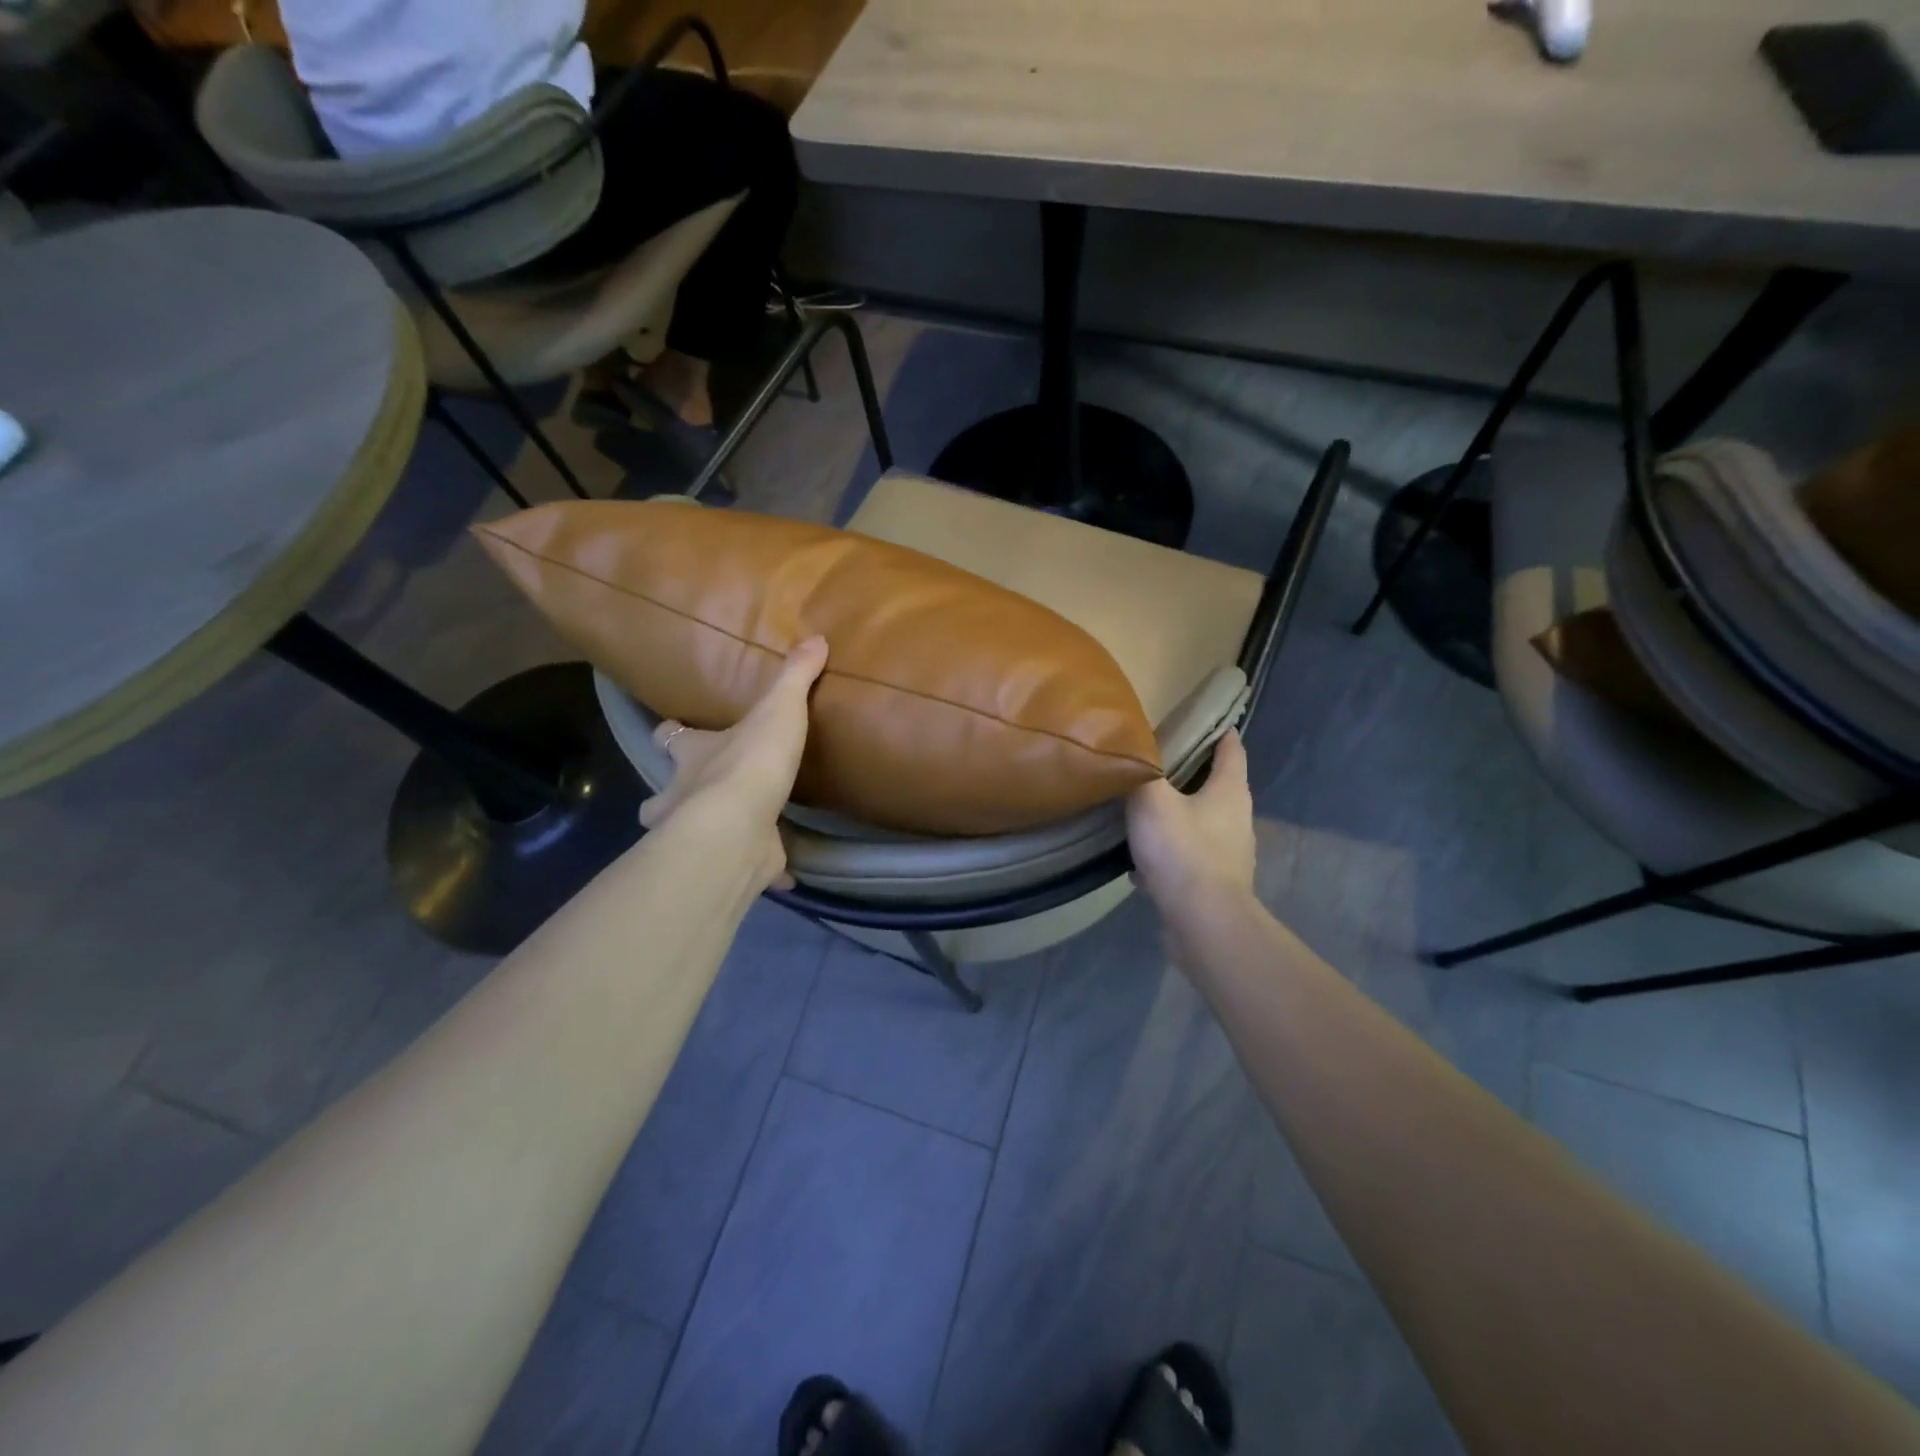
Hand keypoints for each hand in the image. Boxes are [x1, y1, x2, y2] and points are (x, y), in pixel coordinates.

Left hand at [637, 637, 827, 889]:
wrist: (739, 828)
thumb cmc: (750, 761)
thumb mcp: (778, 708)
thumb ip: (795, 676)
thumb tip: (815, 637)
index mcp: (692, 755)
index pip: (669, 739)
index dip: (670, 734)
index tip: (670, 731)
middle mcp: (684, 796)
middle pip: (662, 796)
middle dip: (672, 797)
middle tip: (698, 794)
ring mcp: (703, 836)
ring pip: (691, 837)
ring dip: (709, 835)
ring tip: (738, 833)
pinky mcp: (735, 863)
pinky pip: (749, 867)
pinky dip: (766, 870)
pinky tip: (784, 874)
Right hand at [1125, 730, 1257, 967]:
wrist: (1202, 921)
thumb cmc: (1182, 850)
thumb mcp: (1151, 801)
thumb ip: (1142, 773)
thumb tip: (1136, 752)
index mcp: (1229, 791)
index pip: (1231, 750)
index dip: (1221, 733)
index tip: (1209, 721)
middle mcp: (1236, 819)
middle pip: (1217, 788)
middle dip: (1193, 775)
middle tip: (1160, 765)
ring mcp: (1229, 855)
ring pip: (1201, 825)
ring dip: (1178, 818)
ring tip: (1145, 814)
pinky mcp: (1214, 884)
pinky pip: (1187, 860)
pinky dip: (1169, 857)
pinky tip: (1140, 865)